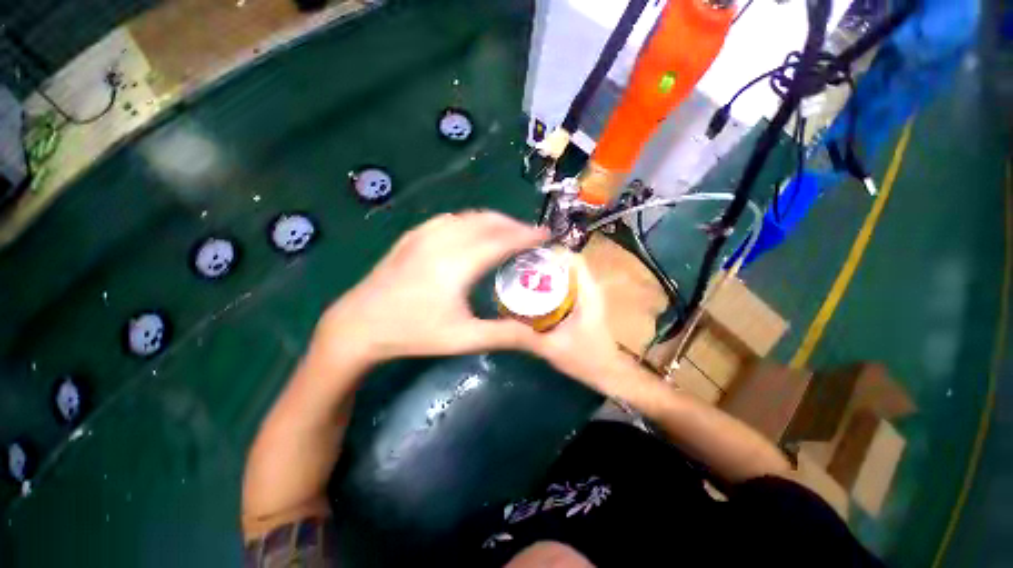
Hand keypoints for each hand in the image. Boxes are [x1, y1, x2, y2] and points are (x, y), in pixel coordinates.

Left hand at [313, 211, 547, 364]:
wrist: (359, 325)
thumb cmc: (413, 333)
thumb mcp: (463, 339)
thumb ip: (504, 334)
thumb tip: (537, 333)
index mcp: (458, 264)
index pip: (502, 240)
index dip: (527, 235)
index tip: (547, 234)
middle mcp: (443, 240)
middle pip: (488, 222)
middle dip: (514, 225)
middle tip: (532, 235)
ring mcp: (424, 234)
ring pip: (469, 217)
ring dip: (494, 220)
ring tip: (509, 232)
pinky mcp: (413, 236)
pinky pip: (450, 219)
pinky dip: (471, 221)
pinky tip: (474, 231)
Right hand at [526, 254, 628, 394]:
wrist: (608, 374)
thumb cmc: (585, 360)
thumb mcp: (550, 348)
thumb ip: (524, 336)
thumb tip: (497, 325)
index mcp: (587, 293)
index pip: (573, 259)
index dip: (551, 253)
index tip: (527, 256)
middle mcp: (590, 288)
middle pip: (568, 263)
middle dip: (545, 262)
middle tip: (520, 267)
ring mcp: (589, 295)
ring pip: (568, 273)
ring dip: (548, 272)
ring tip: (524, 276)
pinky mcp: (585, 303)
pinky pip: (568, 285)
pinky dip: (553, 284)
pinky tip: (536, 293)